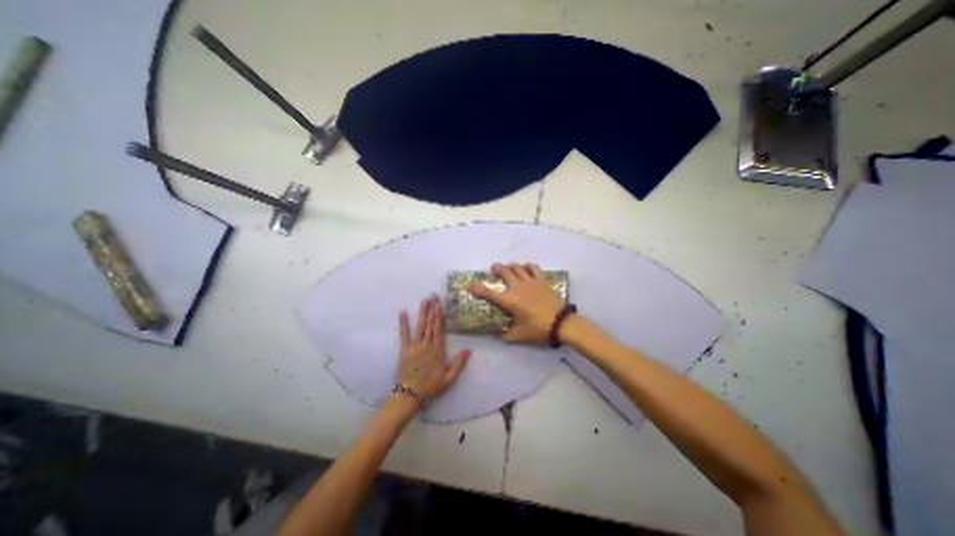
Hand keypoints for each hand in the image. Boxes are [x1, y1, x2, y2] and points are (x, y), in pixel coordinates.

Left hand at [395, 297, 468, 401]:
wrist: (410, 394)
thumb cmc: (431, 386)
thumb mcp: (449, 378)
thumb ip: (459, 363)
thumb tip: (468, 350)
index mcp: (438, 350)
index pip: (439, 329)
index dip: (439, 315)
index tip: (439, 304)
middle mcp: (427, 345)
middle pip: (430, 324)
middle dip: (432, 309)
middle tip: (433, 295)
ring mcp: (415, 346)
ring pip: (420, 326)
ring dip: (422, 312)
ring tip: (424, 300)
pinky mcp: (405, 350)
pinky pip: (404, 334)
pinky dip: (403, 323)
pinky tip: (403, 312)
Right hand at [469, 262, 564, 344]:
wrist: (561, 323)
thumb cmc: (538, 329)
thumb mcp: (519, 335)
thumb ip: (506, 335)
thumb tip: (499, 334)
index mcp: (509, 301)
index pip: (489, 293)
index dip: (477, 289)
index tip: (470, 285)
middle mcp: (517, 288)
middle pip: (504, 272)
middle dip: (496, 269)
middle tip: (493, 269)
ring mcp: (530, 282)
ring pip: (517, 267)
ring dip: (510, 266)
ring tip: (508, 268)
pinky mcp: (541, 281)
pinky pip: (533, 268)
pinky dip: (527, 266)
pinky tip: (526, 268)